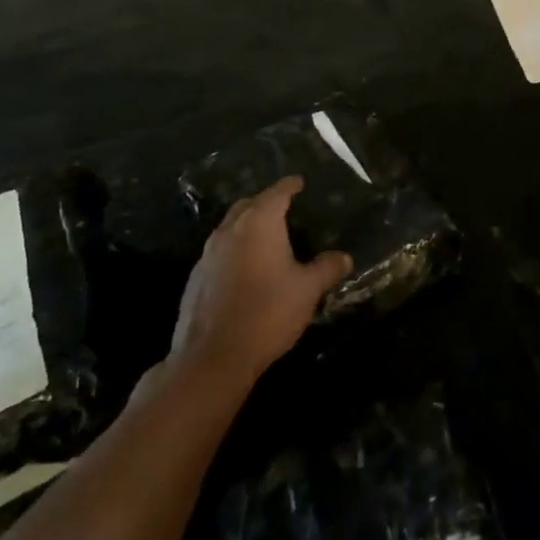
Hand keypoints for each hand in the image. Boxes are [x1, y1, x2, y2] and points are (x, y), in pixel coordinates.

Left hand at [168, 176, 351, 389]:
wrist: (212, 358)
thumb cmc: (267, 313)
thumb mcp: (307, 290)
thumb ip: (326, 269)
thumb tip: (344, 257)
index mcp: (259, 223)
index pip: (277, 192)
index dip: (290, 185)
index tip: (299, 182)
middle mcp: (230, 230)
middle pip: (248, 205)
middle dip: (265, 202)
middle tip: (283, 208)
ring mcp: (207, 254)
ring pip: (230, 228)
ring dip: (247, 227)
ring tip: (265, 238)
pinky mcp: (195, 279)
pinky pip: (218, 253)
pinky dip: (234, 251)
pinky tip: (244, 270)